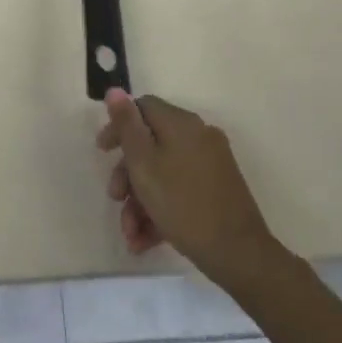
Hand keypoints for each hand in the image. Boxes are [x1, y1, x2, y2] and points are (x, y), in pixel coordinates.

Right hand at [96, 90, 276, 284]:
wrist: (238, 253)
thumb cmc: (182, 204)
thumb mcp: (144, 163)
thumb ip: (127, 125)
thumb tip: (115, 89)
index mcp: (182, 124)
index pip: (143, 108)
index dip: (119, 127)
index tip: (103, 152)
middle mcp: (198, 137)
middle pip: (151, 144)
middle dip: (127, 175)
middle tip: (115, 199)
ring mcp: (211, 164)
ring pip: (164, 173)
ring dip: (140, 201)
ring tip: (130, 235)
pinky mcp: (218, 191)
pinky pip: (180, 190)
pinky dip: (161, 210)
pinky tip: (145, 241)